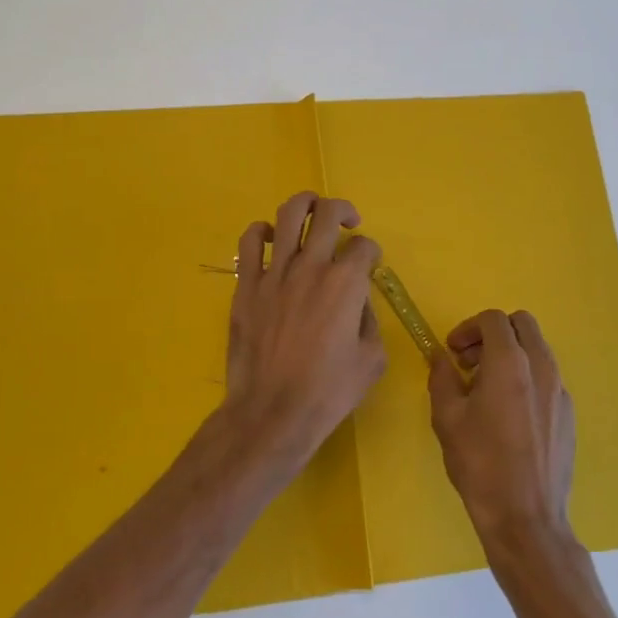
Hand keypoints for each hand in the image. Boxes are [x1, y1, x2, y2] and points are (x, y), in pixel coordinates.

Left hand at [220, 192, 386, 459]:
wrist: (272, 412)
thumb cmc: (328, 392)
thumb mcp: (371, 360)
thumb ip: (370, 320)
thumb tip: (358, 302)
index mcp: (346, 284)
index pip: (364, 247)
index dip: (371, 253)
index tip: (369, 265)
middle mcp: (311, 267)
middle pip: (328, 213)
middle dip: (343, 210)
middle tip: (348, 223)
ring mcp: (275, 273)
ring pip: (288, 214)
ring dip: (305, 205)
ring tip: (312, 212)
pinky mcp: (246, 285)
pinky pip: (249, 241)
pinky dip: (261, 231)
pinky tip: (270, 238)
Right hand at [429, 309, 576, 552]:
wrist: (526, 518)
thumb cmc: (480, 465)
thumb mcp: (447, 418)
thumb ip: (442, 377)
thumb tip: (441, 357)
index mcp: (510, 363)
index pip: (494, 320)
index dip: (468, 328)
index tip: (453, 352)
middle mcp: (542, 368)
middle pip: (522, 325)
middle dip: (493, 334)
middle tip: (470, 361)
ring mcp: (560, 391)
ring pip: (537, 350)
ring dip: (511, 354)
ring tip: (486, 389)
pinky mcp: (568, 414)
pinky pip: (547, 378)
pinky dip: (526, 378)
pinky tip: (508, 414)